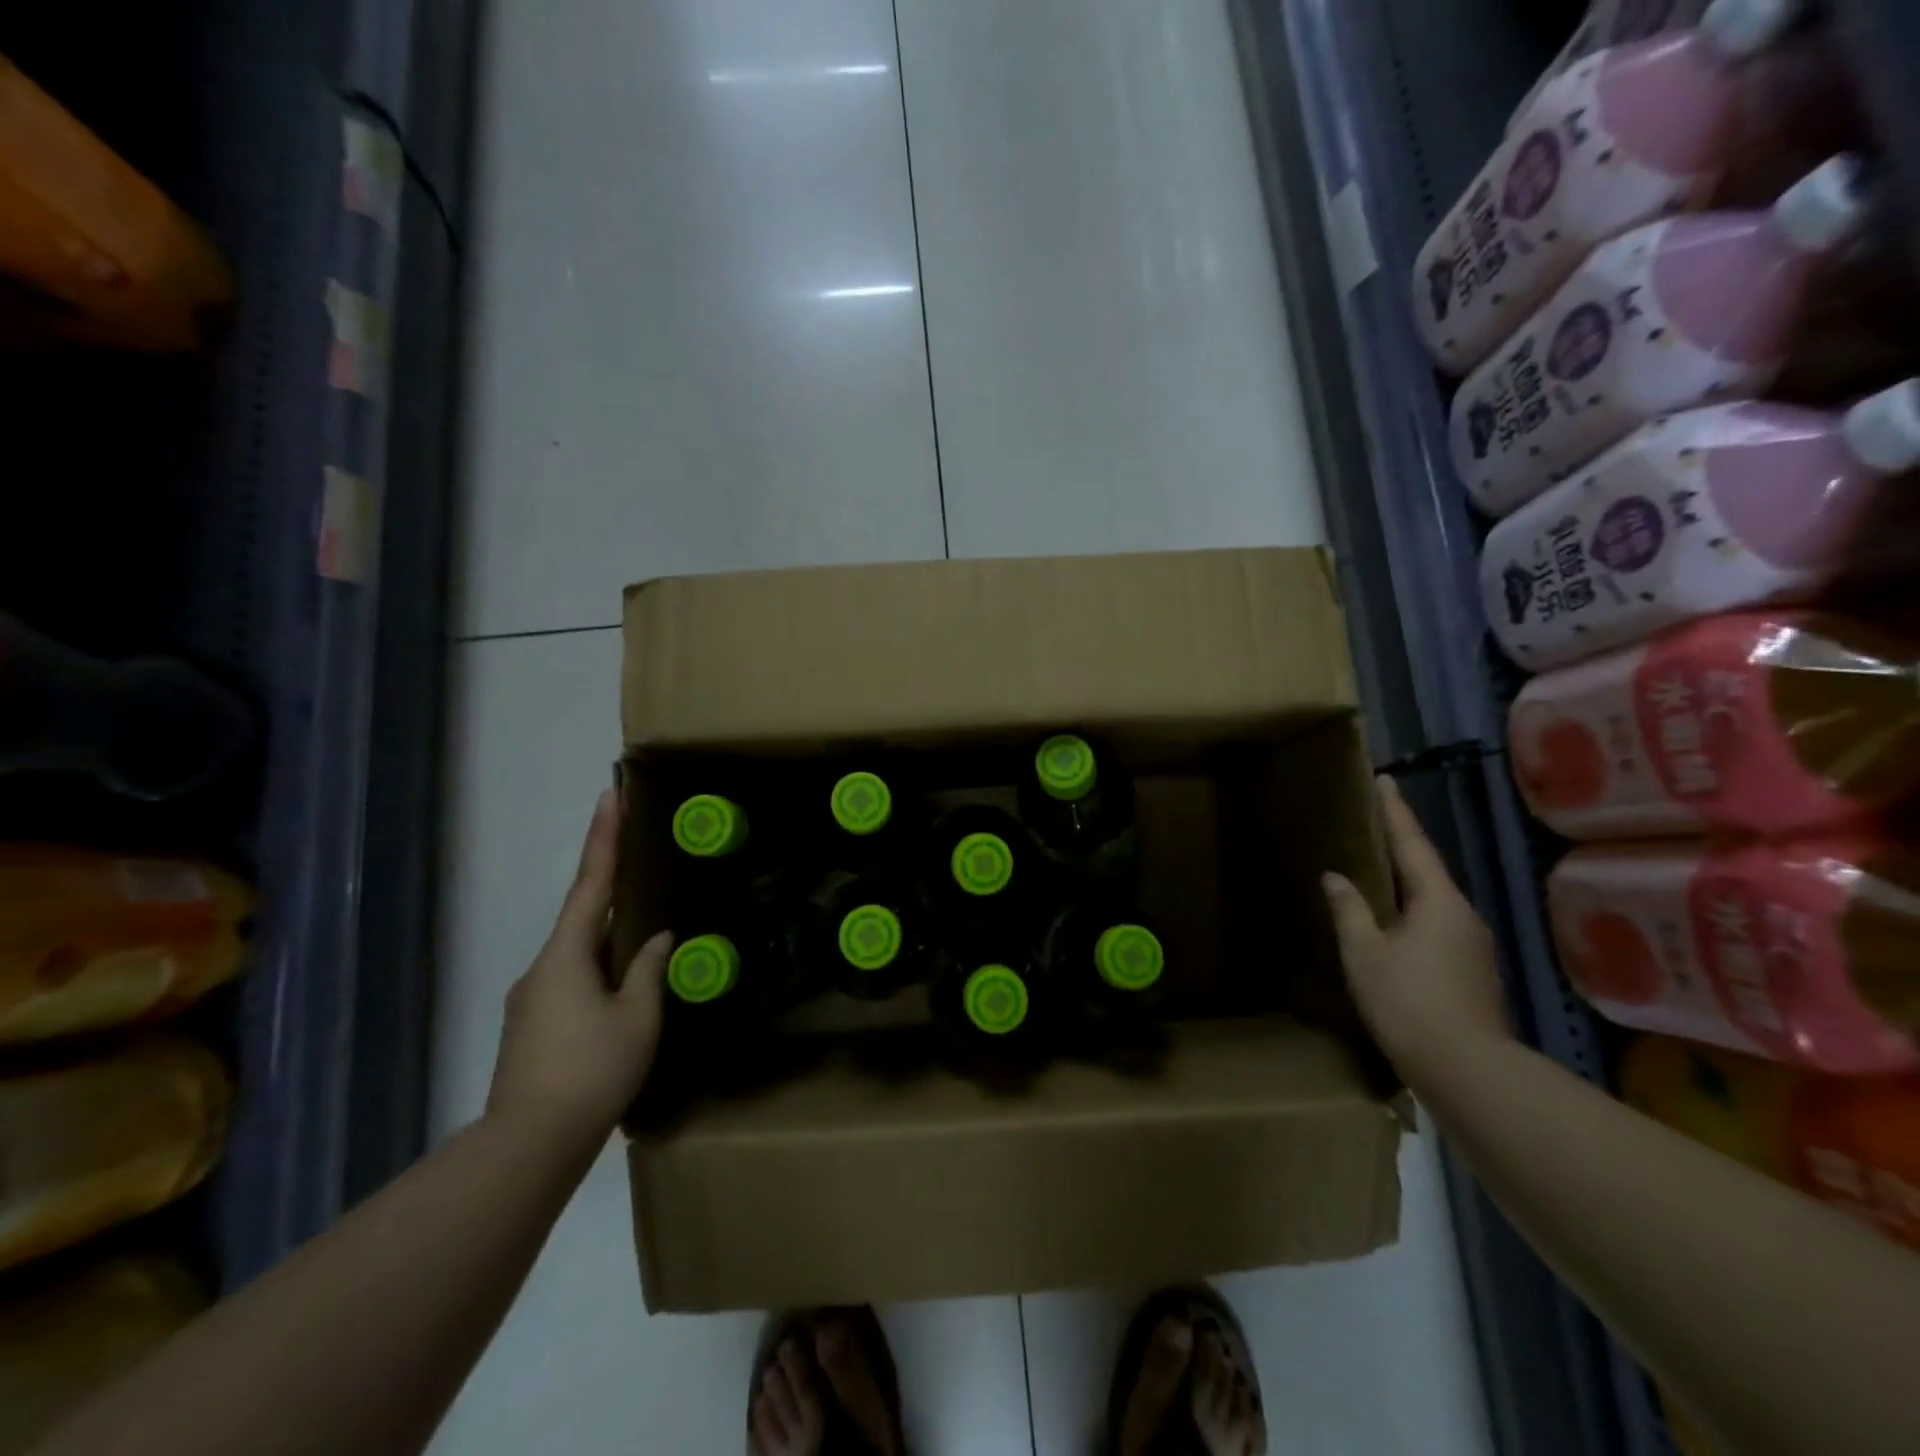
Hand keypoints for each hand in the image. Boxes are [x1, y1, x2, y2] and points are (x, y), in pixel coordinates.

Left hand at [487, 789, 672, 1147]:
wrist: (529, 1145)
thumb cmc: (592, 1070)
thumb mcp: (638, 1017)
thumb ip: (649, 970)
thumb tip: (659, 939)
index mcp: (567, 956)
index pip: (591, 884)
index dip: (603, 838)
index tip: (608, 796)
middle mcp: (541, 969)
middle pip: (582, 916)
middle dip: (609, 886)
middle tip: (636, 859)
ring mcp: (530, 1000)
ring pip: (577, 954)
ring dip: (608, 939)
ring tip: (641, 945)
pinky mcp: (530, 1028)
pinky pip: (570, 982)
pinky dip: (598, 972)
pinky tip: (619, 994)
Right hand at [1321, 775, 1509, 1071]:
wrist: (1467, 1070)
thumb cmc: (1408, 1001)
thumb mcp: (1364, 952)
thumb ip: (1349, 909)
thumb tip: (1336, 876)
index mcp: (1438, 901)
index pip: (1412, 844)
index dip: (1395, 811)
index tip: (1384, 780)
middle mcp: (1462, 914)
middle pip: (1426, 868)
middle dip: (1400, 843)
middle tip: (1372, 821)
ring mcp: (1471, 943)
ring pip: (1432, 898)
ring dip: (1405, 879)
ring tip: (1375, 866)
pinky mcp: (1470, 969)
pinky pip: (1436, 922)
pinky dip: (1411, 908)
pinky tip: (1392, 919)